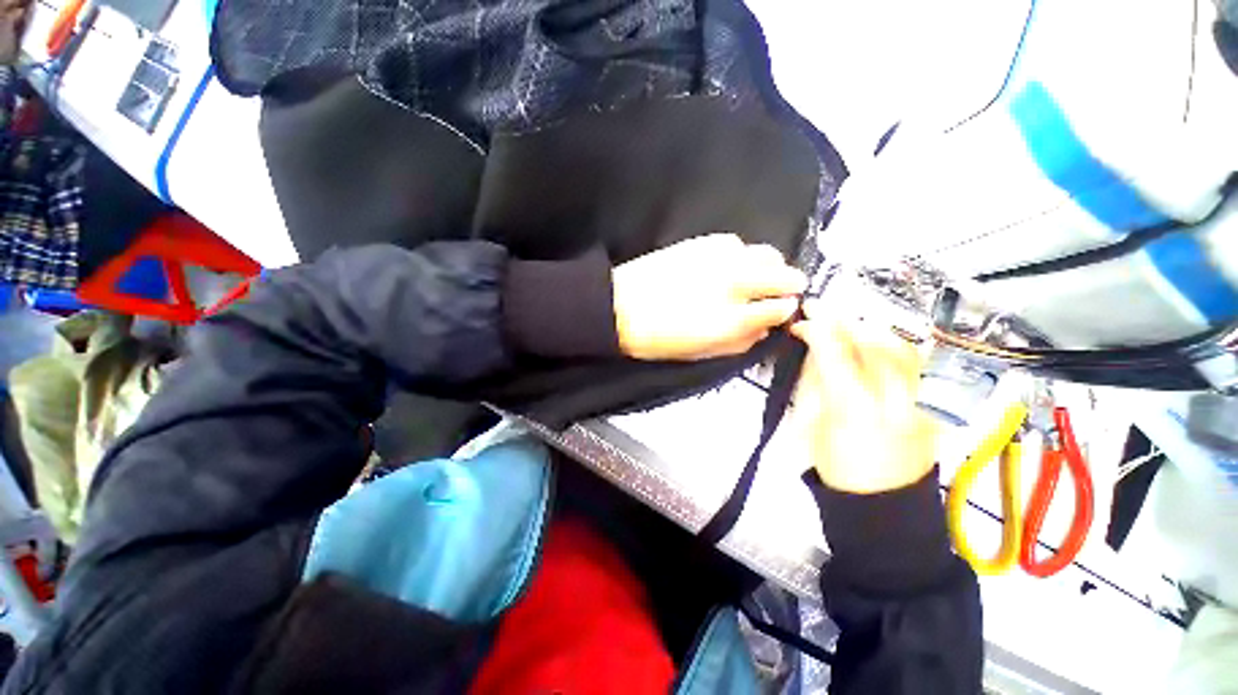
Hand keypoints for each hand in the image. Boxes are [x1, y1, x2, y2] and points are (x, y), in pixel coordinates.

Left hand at [612, 234, 806, 360]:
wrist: (620, 306)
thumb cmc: (659, 339)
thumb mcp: (702, 352)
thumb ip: (739, 343)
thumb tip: (764, 329)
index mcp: (734, 318)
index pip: (782, 308)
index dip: (786, 311)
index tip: (783, 312)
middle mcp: (735, 283)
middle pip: (785, 276)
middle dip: (790, 285)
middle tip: (780, 293)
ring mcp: (721, 258)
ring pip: (766, 254)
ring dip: (769, 266)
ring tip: (756, 277)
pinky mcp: (704, 242)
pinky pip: (738, 243)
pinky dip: (742, 254)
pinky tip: (730, 264)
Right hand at [791, 303, 935, 493]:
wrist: (884, 503)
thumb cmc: (836, 466)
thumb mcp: (811, 422)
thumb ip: (814, 379)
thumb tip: (814, 347)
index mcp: (854, 406)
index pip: (834, 349)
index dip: (817, 327)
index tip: (803, 319)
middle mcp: (896, 398)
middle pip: (873, 340)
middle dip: (845, 322)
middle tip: (823, 316)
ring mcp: (924, 401)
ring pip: (901, 344)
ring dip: (871, 329)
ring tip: (850, 328)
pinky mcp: (938, 405)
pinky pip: (919, 361)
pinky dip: (897, 345)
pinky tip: (879, 345)